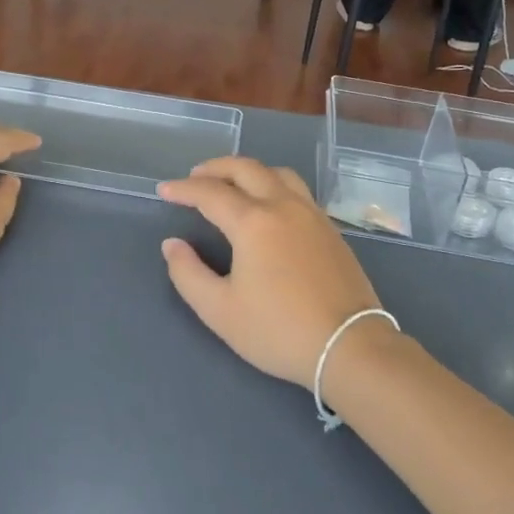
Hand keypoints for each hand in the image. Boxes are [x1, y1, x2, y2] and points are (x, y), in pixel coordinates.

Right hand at [158, 157, 384, 389]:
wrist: (349, 346)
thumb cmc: (278, 330)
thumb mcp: (220, 310)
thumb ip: (188, 274)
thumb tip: (173, 245)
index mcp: (253, 222)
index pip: (210, 193)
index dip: (183, 189)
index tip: (164, 191)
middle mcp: (284, 206)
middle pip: (246, 169)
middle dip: (216, 168)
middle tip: (195, 177)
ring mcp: (312, 215)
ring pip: (278, 173)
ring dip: (249, 171)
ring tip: (232, 184)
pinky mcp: (331, 229)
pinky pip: (297, 190)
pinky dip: (273, 184)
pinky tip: (268, 206)